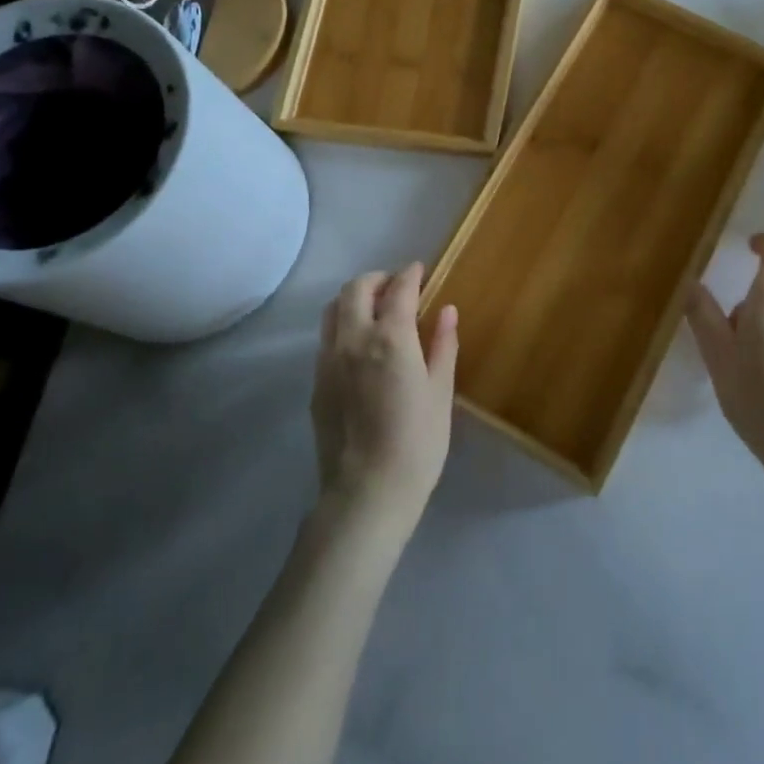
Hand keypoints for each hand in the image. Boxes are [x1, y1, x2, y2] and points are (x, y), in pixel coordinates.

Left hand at [312, 264, 457, 537]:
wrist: (366, 494)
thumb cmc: (417, 443)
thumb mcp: (440, 392)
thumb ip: (442, 345)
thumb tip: (447, 310)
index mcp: (390, 338)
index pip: (398, 289)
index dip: (410, 274)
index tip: (420, 270)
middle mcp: (353, 340)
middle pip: (356, 289)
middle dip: (378, 279)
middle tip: (397, 287)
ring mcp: (328, 361)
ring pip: (333, 310)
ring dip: (354, 299)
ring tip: (375, 310)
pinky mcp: (316, 383)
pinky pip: (326, 339)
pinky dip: (343, 326)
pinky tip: (361, 347)